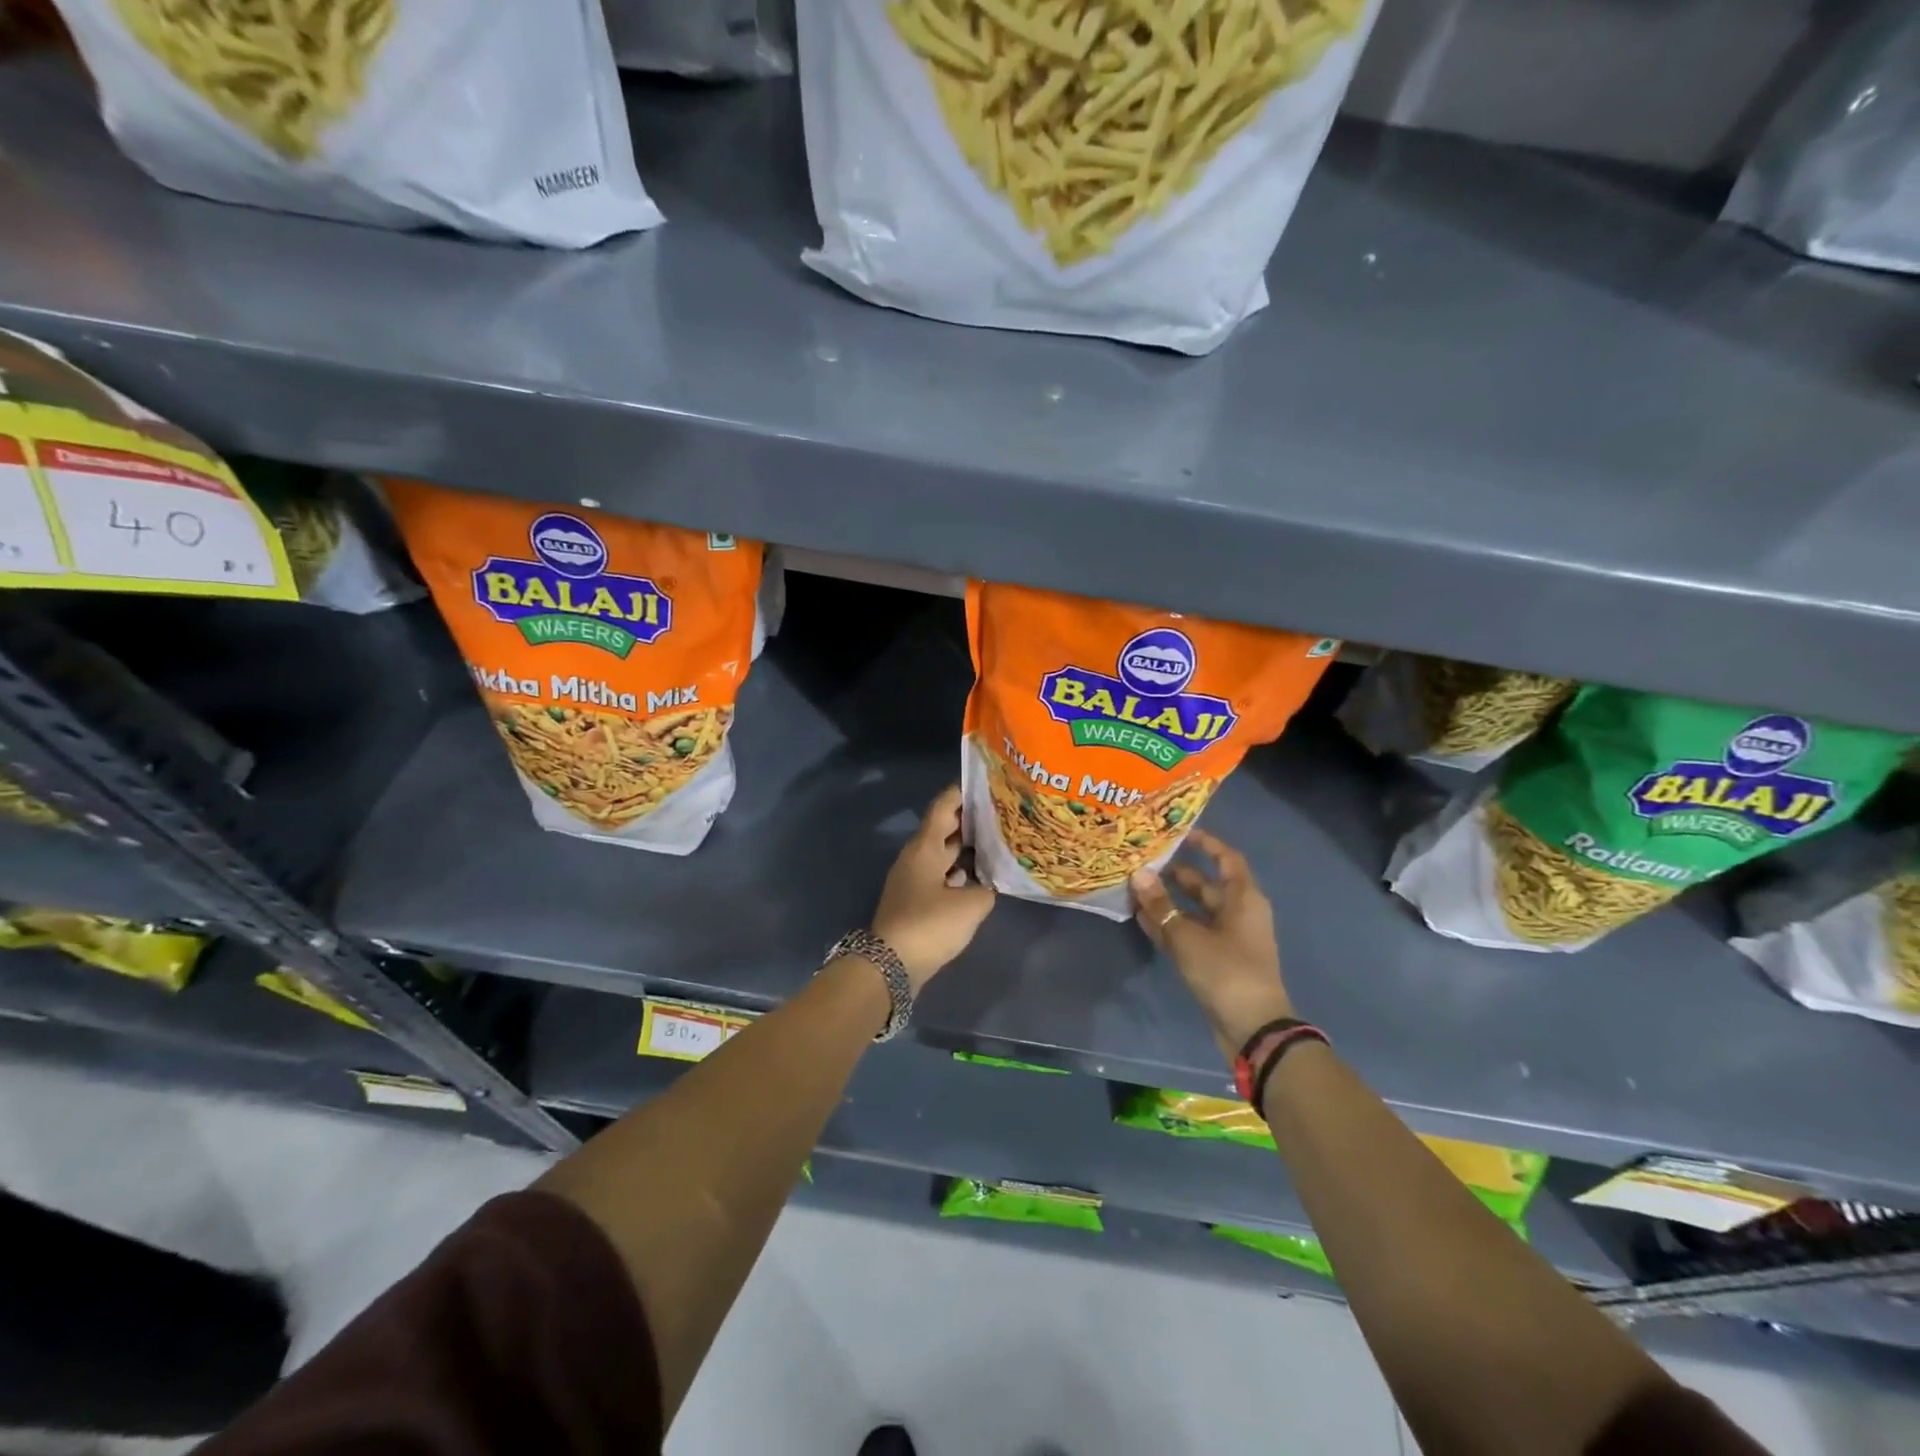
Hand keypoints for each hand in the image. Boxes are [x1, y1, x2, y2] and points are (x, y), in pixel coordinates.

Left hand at [870, 785, 994, 989]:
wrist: (890, 965)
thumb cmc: (929, 925)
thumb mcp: (970, 906)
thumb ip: (986, 889)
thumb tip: (987, 886)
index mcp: (925, 847)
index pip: (943, 807)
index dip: (962, 793)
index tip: (985, 784)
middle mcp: (916, 857)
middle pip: (944, 829)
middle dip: (970, 821)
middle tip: (1001, 815)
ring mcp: (913, 879)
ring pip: (942, 854)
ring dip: (965, 849)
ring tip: (996, 845)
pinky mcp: (914, 901)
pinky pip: (940, 876)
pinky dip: (958, 873)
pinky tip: (978, 880)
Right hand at [1130, 829, 1294, 1056]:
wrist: (1253, 1028)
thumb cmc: (1226, 971)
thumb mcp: (1187, 936)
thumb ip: (1161, 905)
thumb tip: (1139, 874)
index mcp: (1244, 899)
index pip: (1227, 859)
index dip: (1206, 844)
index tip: (1179, 833)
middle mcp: (1238, 914)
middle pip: (1207, 886)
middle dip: (1177, 874)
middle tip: (1146, 862)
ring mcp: (1228, 940)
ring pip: (1195, 912)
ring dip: (1169, 902)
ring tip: (1136, 888)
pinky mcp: (1217, 962)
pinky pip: (1191, 934)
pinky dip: (1170, 926)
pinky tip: (1142, 919)